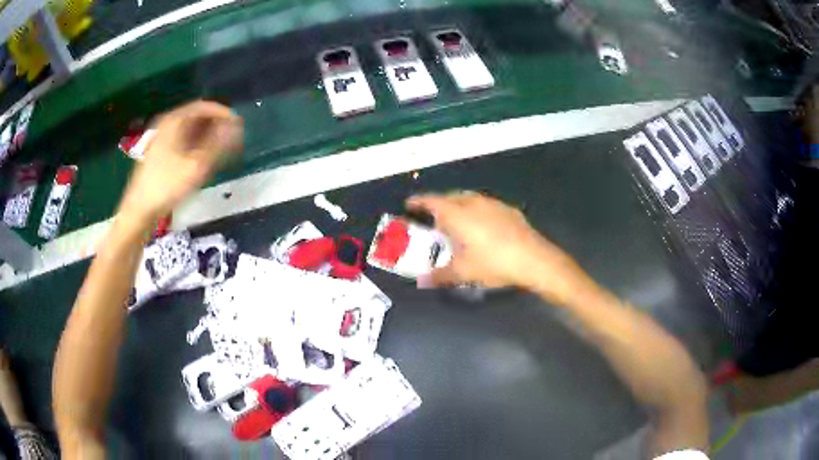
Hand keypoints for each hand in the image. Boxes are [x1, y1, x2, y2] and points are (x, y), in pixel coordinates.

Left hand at [118, 101, 242, 227]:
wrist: (139, 209)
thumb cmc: (167, 186)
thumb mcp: (196, 165)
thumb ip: (218, 143)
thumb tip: (237, 127)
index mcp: (174, 120)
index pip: (204, 106)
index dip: (223, 113)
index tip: (238, 125)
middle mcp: (166, 123)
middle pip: (196, 116)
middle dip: (215, 125)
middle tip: (231, 139)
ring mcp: (160, 136)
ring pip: (189, 129)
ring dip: (206, 136)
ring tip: (220, 150)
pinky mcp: (158, 150)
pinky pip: (181, 139)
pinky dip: (194, 144)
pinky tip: (201, 158)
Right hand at [407, 192, 588, 303]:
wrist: (533, 259)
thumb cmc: (493, 264)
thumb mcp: (463, 273)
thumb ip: (440, 275)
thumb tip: (422, 281)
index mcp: (457, 214)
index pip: (432, 201)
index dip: (419, 201)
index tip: (409, 204)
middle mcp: (473, 203)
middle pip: (450, 197)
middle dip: (439, 204)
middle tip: (433, 217)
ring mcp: (493, 204)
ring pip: (469, 199)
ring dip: (459, 205)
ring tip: (457, 220)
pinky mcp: (508, 210)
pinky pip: (486, 205)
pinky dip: (477, 211)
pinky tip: (482, 226)